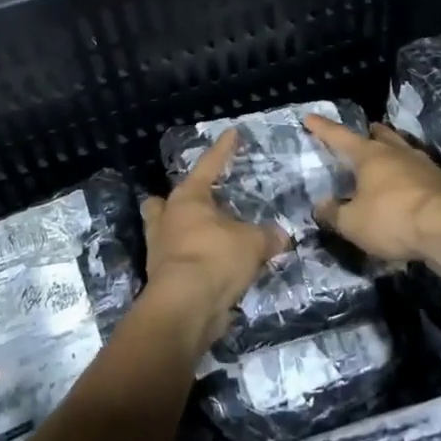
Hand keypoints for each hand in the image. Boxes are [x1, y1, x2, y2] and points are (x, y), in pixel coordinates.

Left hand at [141, 130, 286, 339]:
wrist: (185, 307)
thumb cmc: (215, 258)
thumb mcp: (252, 243)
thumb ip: (267, 236)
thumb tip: (281, 235)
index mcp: (187, 199)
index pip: (209, 165)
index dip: (223, 149)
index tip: (232, 133)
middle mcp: (167, 219)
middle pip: (163, 202)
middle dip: (176, 201)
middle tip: (198, 202)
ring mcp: (159, 250)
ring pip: (165, 231)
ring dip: (181, 232)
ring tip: (206, 235)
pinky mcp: (162, 278)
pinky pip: (176, 260)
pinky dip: (192, 260)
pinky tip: (212, 265)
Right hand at [304, 114, 440, 264]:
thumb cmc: (392, 219)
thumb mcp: (352, 223)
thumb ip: (334, 214)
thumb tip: (321, 205)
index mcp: (370, 155)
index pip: (340, 136)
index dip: (323, 128)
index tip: (310, 117)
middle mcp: (397, 153)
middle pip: (381, 136)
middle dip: (370, 133)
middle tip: (365, 131)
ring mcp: (424, 165)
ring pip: (403, 150)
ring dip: (393, 152)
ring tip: (387, 157)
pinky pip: (420, 172)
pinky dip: (409, 175)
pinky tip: (408, 187)